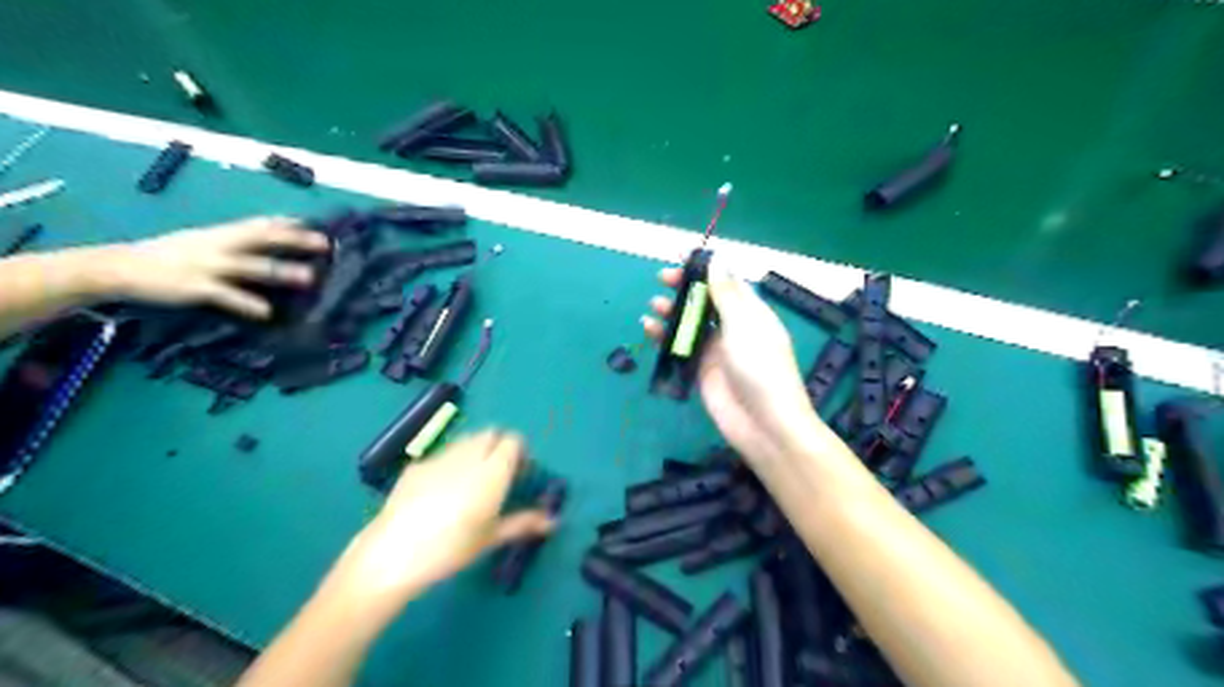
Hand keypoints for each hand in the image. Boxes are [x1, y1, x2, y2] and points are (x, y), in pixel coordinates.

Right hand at [99, 216, 329, 319]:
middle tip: (325, 244)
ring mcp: (208, 265)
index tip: (316, 223)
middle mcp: (218, 245)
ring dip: (281, 271)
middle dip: (294, 240)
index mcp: (219, 233)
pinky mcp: (196, 287)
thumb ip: (233, 241)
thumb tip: (267, 241)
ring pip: (251, 266)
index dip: (288, 223)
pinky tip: (266, 312)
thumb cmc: (170, 255)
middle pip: (262, 239)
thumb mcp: (203, 241)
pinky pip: (227, 295)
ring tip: (308, 277)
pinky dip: (247, 303)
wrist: (120, 267)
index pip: (259, 224)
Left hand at [326, 436, 554, 610]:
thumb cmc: (451, 548)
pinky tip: (439, 492)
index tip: (519, 474)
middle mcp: (469, 455)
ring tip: (470, 482)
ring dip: (476, 451)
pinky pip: (442, 454)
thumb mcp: (491, 537)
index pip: (514, 440)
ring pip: (466, 440)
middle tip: (498, 476)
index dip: (519, 453)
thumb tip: (553, 521)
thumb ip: (523, 522)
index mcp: (493, 470)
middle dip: (499, 447)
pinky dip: (450, 463)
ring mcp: (440, 457)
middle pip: (491, 434)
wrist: (393, 553)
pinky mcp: (417, 465)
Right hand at [642, 259, 821, 467]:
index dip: (706, 267)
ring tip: (654, 304)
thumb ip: (726, 294)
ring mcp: (716, 350)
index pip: (726, 281)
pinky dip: (664, 337)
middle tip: (662, 278)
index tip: (681, 255)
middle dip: (685, 288)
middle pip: (705, 301)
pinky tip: (649, 328)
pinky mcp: (701, 370)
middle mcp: (733, 327)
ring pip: (690, 323)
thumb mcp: (744, 325)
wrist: (764, 424)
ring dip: (672, 311)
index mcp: (751, 312)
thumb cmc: (760, 368)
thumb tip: (716, 261)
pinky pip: (680, 347)